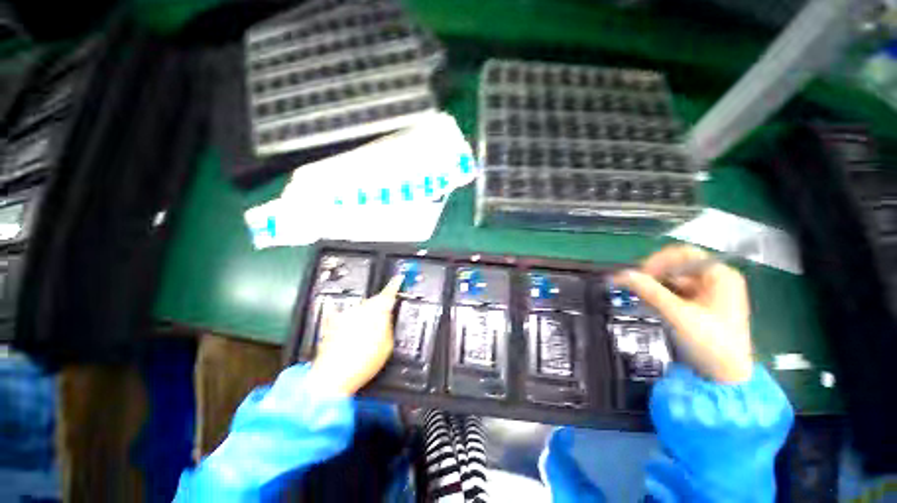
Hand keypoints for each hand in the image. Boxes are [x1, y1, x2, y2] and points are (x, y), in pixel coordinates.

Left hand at [307, 276, 403, 395]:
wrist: (333, 376)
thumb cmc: (365, 361)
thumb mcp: (387, 345)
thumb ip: (388, 325)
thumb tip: (386, 317)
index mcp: (378, 311)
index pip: (389, 293)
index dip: (396, 284)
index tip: (399, 277)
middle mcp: (361, 308)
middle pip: (374, 301)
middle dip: (379, 307)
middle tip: (381, 322)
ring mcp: (345, 313)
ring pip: (360, 309)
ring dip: (364, 316)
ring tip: (363, 336)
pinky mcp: (332, 322)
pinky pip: (344, 315)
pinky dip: (348, 320)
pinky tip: (348, 331)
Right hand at [613, 245, 753, 382]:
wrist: (727, 377)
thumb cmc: (710, 343)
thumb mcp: (677, 315)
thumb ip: (649, 291)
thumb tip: (621, 274)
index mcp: (720, 275)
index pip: (683, 254)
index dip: (658, 260)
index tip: (639, 275)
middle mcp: (716, 279)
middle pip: (677, 266)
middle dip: (654, 276)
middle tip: (635, 288)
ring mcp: (710, 292)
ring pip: (673, 280)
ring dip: (655, 287)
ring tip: (642, 300)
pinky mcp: (702, 304)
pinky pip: (676, 292)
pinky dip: (661, 296)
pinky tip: (652, 306)